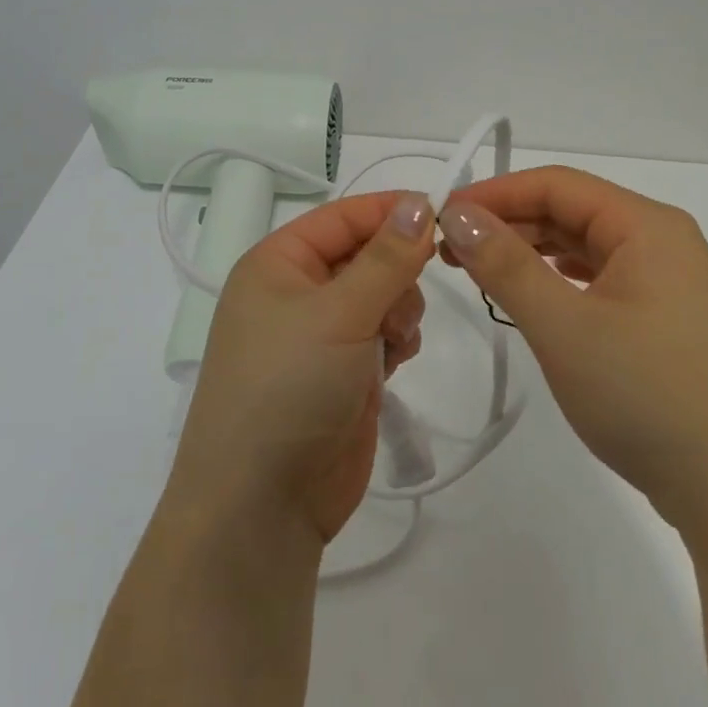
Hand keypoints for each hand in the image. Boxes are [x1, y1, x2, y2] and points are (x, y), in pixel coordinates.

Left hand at [167, 190, 433, 547]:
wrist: (262, 503)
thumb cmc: (289, 387)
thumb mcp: (339, 313)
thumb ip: (387, 258)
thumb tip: (419, 202)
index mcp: (278, 263)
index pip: (342, 217)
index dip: (390, 211)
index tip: (445, 211)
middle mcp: (296, 292)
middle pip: (366, 255)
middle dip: (396, 272)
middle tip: (408, 299)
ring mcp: (319, 334)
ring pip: (381, 294)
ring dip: (399, 309)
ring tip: (395, 341)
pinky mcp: (342, 372)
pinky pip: (383, 333)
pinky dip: (397, 339)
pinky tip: (395, 361)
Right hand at [438, 166, 707, 541]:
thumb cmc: (649, 397)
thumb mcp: (564, 327)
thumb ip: (506, 265)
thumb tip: (457, 214)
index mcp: (648, 226)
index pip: (557, 184)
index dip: (495, 194)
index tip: (441, 216)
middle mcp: (663, 241)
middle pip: (571, 211)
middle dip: (508, 223)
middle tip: (448, 250)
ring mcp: (669, 283)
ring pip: (583, 246)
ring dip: (529, 252)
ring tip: (477, 271)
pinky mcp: (666, 320)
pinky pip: (600, 279)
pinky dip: (557, 281)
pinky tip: (529, 297)